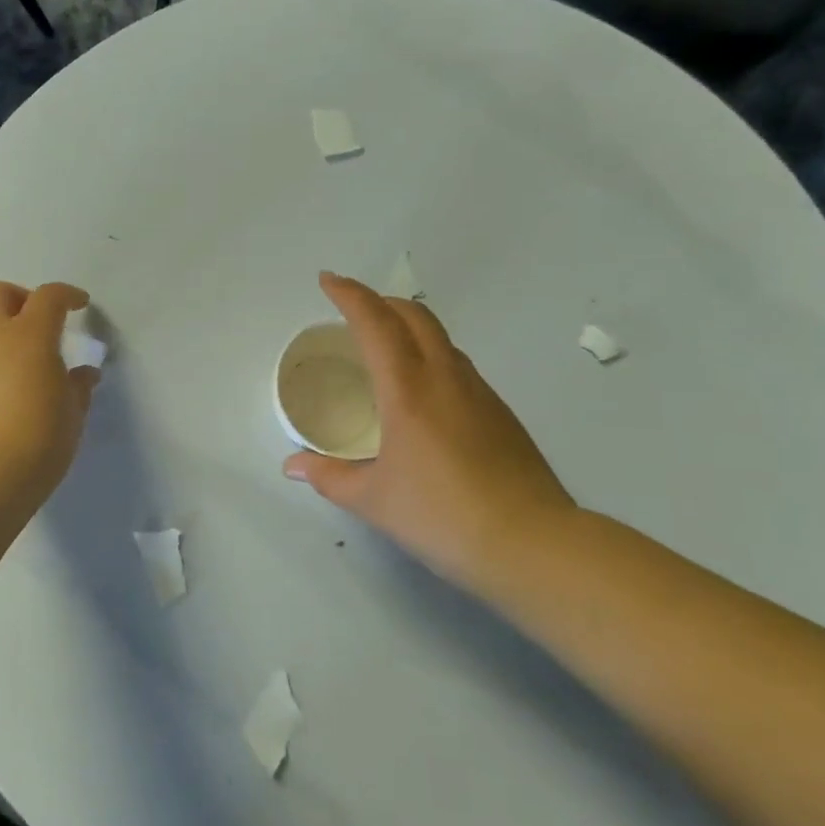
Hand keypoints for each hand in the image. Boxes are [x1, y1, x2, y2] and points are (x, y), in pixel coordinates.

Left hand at [0, 281, 98, 499]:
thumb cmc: (42, 436)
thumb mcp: (73, 412)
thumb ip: (78, 386)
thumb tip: (84, 374)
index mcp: (30, 335)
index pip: (49, 297)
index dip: (67, 295)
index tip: (80, 305)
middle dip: (17, 298)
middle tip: (36, 322)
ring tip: (16, 360)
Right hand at [284, 272, 575, 593]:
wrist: (531, 544)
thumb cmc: (440, 517)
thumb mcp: (372, 500)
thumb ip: (328, 476)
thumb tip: (293, 465)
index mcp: (408, 390)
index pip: (375, 323)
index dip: (349, 295)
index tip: (328, 280)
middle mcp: (446, 378)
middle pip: (415, 316)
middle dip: (381, 302)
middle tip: (353, 310)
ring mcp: (480, 393)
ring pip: (441, 338)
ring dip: (409, 327)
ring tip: (385, 347)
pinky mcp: (501, 414)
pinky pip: (458, 366)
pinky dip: (431, 356)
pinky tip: (423, 393)